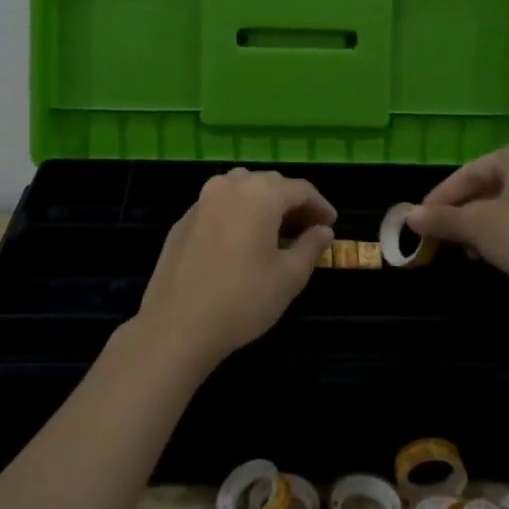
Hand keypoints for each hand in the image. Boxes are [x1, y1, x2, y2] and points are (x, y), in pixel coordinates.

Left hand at [129, 168, 335, 373]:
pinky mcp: (182, 221)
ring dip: (262, 204)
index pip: (300, 189)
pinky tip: (242, 243)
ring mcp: (201, 201)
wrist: (177, 325)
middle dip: (291, 203)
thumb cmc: (243, 300)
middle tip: (307, 229)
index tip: (331, 225)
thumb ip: (310, 247)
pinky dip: (237, 215)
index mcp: (260, 194)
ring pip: (240, 190)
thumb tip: (323, 231)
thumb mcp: (289, 277)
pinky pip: (219, 207)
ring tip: (276, 233)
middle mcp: (229, 186)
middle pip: (269, 184)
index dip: (320, 205)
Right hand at [405, 138, 508, 315]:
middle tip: (448, 239)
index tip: (421, 220)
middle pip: (497, 184)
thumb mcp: (478, 228)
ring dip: (492, 224)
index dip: (442, 197)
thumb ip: (443, 219)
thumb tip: (410, 217)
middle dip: (468, 213)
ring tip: (476, 252)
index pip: (471, 171)